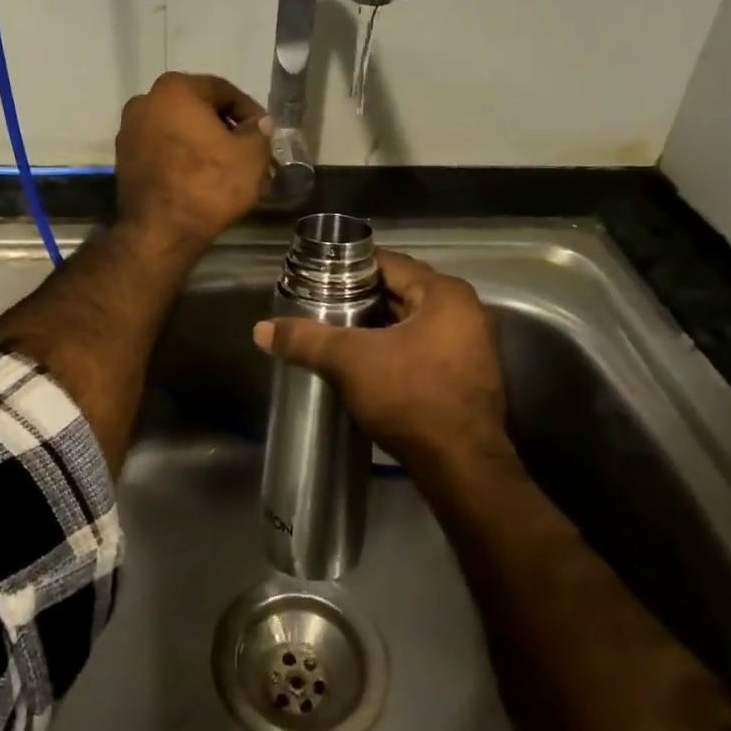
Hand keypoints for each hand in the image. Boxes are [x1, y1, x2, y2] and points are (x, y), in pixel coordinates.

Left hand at [116, 73, 271, 248]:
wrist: (161, 232)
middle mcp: (146, 100)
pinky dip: (182, 157)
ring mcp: (129, 130)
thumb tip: (258, 123)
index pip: (224, 91)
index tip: (264, 133)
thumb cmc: (209, 185)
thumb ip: (259, 131)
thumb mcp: (251, 156)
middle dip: (224, 128)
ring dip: (203, 143)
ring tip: (226, 167)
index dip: (250, 112)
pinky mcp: (124, 158)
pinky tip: (201, 178)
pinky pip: (162, 149)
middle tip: (247, 151)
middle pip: (198, 109)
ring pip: (179, 130)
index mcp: (176, 89)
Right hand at [253, 250, 511, 484]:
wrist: (460, 466)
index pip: (388, 263)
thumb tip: (261, 330)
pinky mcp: (465, 376)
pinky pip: (421, 348)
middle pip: (401, 292)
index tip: (317, 277)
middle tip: (320, 305)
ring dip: (376, 327)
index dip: (349, 268)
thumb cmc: (410, 397)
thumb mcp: (350, 362)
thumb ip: (306, 340)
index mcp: (445, 294)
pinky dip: (393, 349)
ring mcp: (470, 346)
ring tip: (335, 332)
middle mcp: (465, 312)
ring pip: (410, 323)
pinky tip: (363, 362)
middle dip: (361, 299)